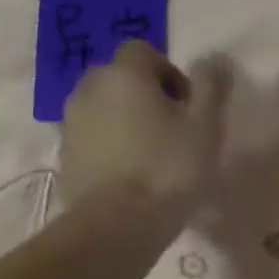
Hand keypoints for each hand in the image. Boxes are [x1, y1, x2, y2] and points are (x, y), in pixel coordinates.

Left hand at [61, 42, 231, 220]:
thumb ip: (211, 86)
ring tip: (150, 159)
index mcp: (124, 74)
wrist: (116, 227)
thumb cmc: (168, 171)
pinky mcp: (65, 157)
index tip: (187, 109)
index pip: (145, 52)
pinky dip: (109, 149)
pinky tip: (129, 179)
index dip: (170, 75)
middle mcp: (89, 89)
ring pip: (104, 110)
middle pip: (121, 80)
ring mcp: (71, 124)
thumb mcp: (205, 127)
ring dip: (125, 123)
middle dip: (145, 97)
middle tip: (171, 133)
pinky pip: (92, 140)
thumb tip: (213, 58)